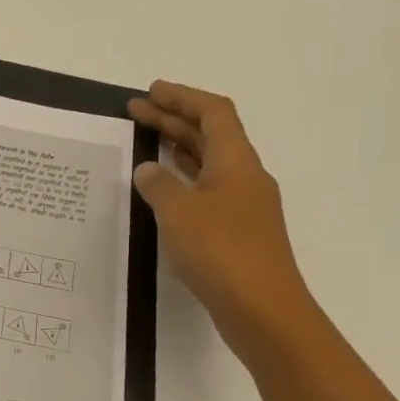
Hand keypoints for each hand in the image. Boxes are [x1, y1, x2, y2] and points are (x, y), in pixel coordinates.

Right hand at [128, 82, 315, 356]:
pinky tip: (164, 189)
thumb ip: (159, 185)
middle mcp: (244, 176)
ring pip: (209, 162)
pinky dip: (184, 178)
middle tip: (136, 112)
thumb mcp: (179, 212)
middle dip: (173, 119)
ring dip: (179, 148)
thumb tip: (149, 169)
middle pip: (210, 135)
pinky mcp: (238, 231)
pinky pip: (208, 189)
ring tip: (148, 142)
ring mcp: (244, 205)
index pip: (213, 113)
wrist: (262, 309)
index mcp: (236, 162)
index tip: (151, 91)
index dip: (182, 97)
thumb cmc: (220, 251)